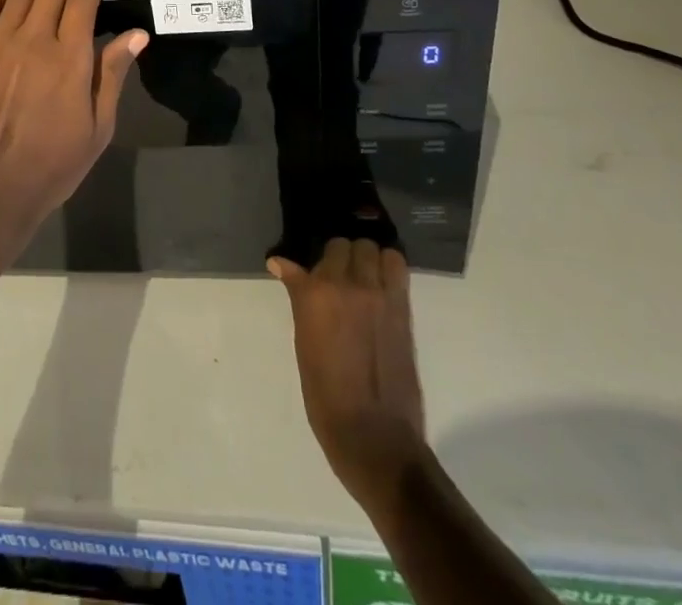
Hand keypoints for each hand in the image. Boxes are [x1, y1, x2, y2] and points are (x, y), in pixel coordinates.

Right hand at [270, 239, 426, 513]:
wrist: (374, 436)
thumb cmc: (326, 395)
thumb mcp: (303, 343)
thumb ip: (299, 297)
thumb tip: (279, 263)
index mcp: (315, 294)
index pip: (317, 255)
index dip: (316, 265)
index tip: (311, 273)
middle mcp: (346, 285)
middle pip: (346, 245)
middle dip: (341, 257)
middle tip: (339, 277)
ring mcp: (378, 294)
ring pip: (372, 248)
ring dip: (367, 258)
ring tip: (364, 277)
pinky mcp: (402, 307)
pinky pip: (397, 266)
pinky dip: (389, 266)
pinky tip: (382, 283)